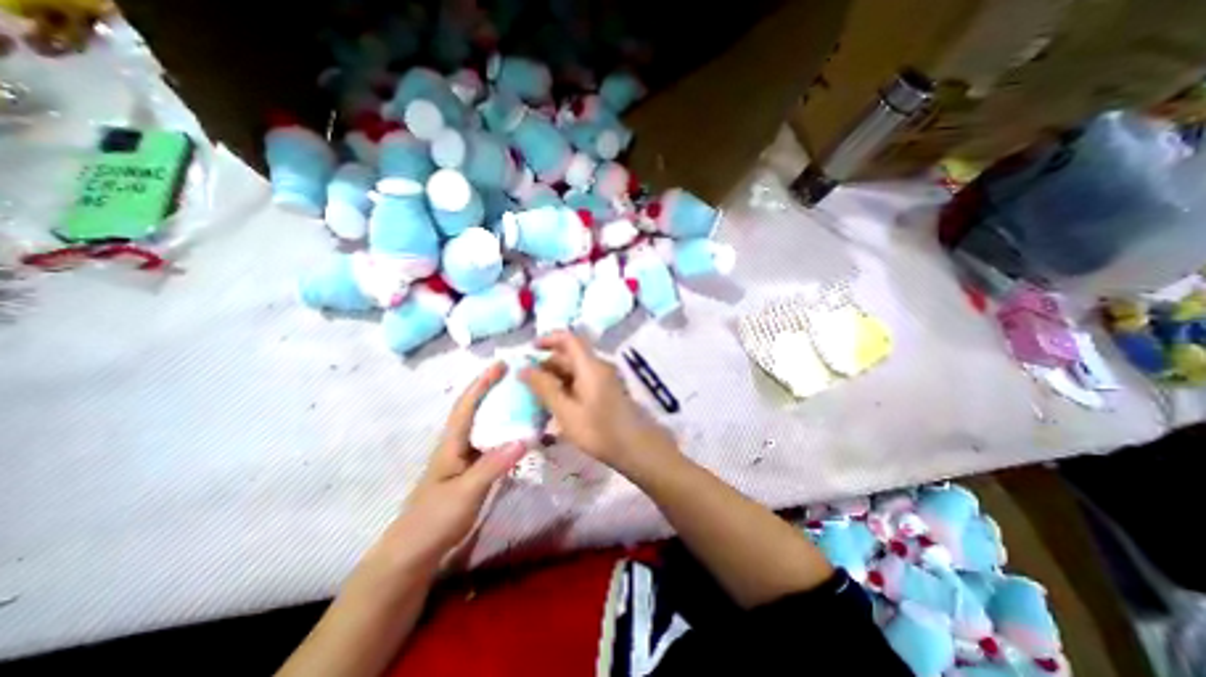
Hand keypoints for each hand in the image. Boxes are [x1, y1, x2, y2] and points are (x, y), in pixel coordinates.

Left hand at [391, 363, 528, 569]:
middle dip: (493, 389)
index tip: (501, 364)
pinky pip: (491, 442)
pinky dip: (504, 431)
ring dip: (500, 408)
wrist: (414, 552)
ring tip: (523, 398)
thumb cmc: (435, 519)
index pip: (467, 405)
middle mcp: (457, 444)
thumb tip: (525, 438)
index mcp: (451, 443)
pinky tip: (519, 434)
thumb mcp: (466, 492)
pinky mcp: (471, 470)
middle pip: (475, 409)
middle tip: (518, 377)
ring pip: (484, 425)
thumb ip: (494, 465)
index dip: (483, 382)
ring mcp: (464, 458)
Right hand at [518, 330, 674, 470]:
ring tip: (537, 396)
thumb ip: (544, 388)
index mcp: (590, 365)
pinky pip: (582, 381)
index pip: (568, 339)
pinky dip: (567, 387)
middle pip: (570, 355)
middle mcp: (598, 366)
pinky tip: (556, 405)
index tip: (529, 350)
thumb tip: (523, 369)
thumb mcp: (566, 411)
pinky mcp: (606, 391)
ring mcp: (604, 379)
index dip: (548, 339)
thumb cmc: (599, 430)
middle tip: (526, 382)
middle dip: (547, 364)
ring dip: (555, 378)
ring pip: (575, 370)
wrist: (637, 448)